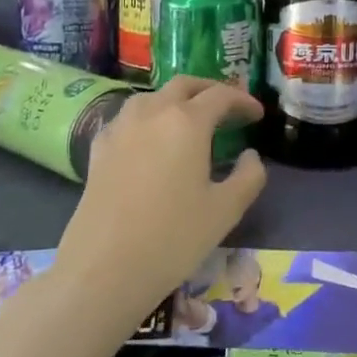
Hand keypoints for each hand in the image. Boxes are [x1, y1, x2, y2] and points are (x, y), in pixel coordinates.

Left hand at [49, 78, 264, 327]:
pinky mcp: (98, 150)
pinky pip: (127, 118)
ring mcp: (120, 129)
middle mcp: (152, 113)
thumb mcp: (226, 210)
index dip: (243, 101)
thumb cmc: (173, 238)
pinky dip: (147, 118)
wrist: (102, 271)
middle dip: (209, 90)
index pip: (221, 96)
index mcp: (187, 122)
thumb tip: (250, 155)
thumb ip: (249, 176)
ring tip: (190, 120)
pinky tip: (149, 139)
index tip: (258, 115)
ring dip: (176, 100)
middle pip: (184, 85)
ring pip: (151, 97)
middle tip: (227, 108)